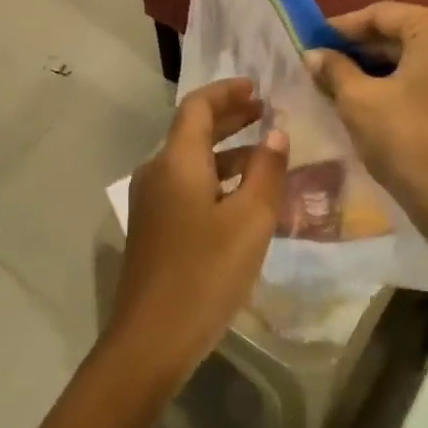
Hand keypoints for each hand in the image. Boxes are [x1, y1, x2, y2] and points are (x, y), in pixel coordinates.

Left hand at [107, 78, 288, 387]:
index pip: (198, 106)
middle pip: (192, 130)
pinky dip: (216, 178)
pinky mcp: (154, 227)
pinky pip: (187, 186)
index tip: (258, 88)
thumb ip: (266, 172)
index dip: (227, 92)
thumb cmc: (205, 273)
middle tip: (266, 112)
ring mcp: (151, 201)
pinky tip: (243, 198)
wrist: (150, 339)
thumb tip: (276, 133)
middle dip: (230, 117)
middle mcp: (157, 172)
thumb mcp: (250, 221)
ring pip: (191, 161)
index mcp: (176, 161)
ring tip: (266, 156)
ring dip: (227, 151)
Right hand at [307, 2, 427, 244]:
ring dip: (381, 65)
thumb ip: (334, 69)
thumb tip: (313, 55)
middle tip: (323, 62)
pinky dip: (404, 79)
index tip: (312, 40)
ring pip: (419, 54)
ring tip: (341, 80)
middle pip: (403, 32)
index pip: (382, 14)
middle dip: (362, 48)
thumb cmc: (406, 141)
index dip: (342, 27)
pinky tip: (374, 95)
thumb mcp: (358, 101)